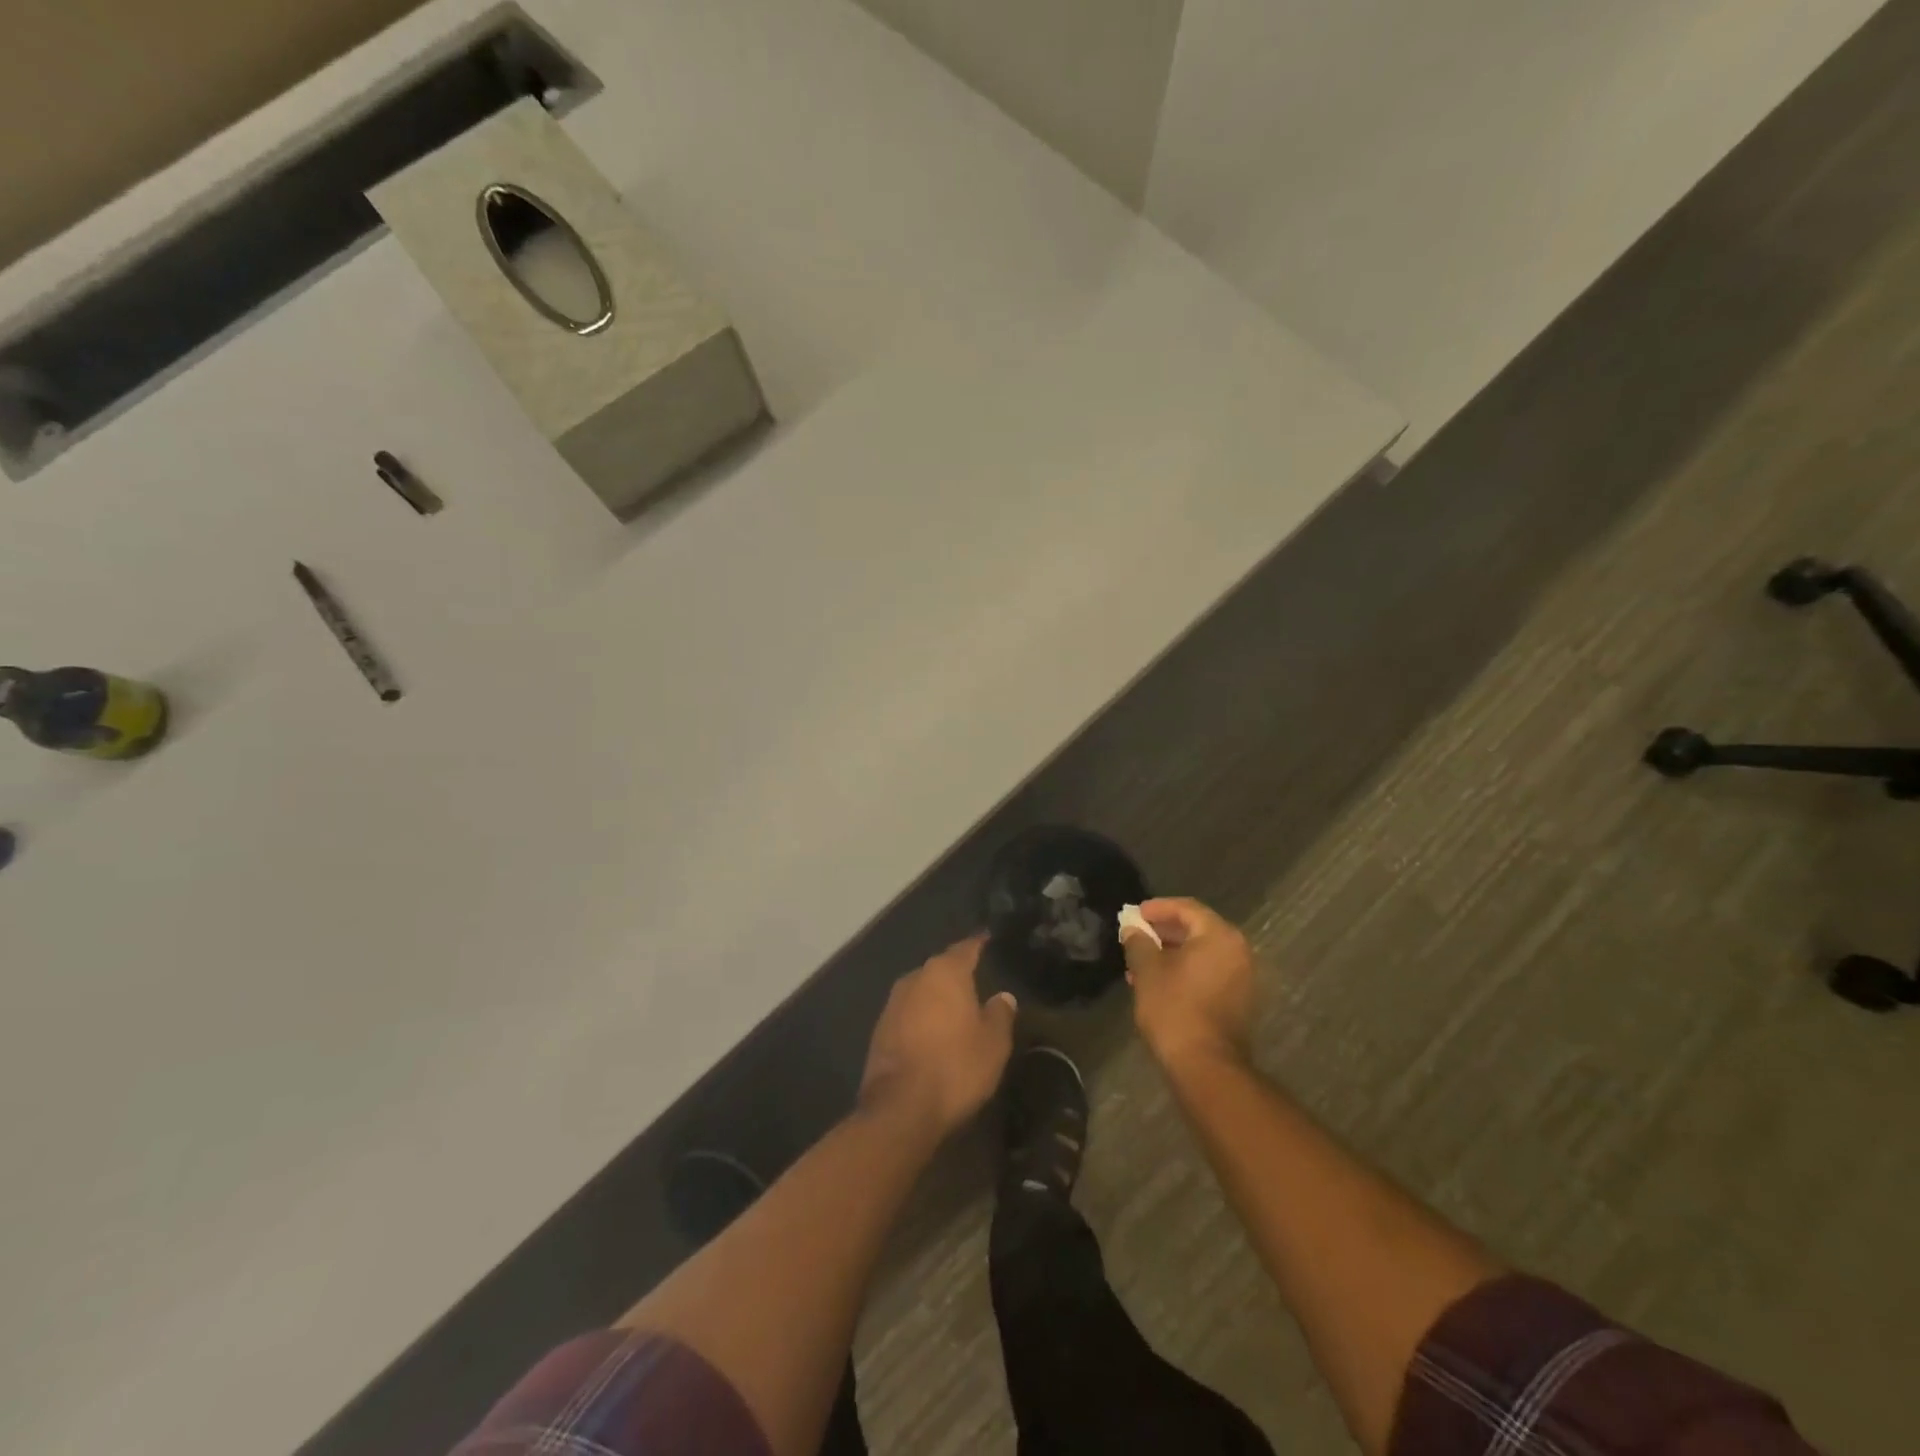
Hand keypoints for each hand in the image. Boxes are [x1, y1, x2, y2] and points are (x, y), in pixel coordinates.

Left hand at [859, 936, 1017, 1135]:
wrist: (900, 1108)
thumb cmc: (955, 1066)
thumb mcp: (993, 1043)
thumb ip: (1000, 1014)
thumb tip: (1003, 996)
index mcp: (944, 972)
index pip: (965, 948)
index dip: (978, 944)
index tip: (988, 939)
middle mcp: (915, 978)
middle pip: (940, 968)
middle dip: (956, 974)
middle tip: (977, 981)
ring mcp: (892, 1004)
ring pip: (922, 991)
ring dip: (937, 998)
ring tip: (956, 1009)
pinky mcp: (879, 1030)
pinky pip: (908, 1014)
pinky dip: (922, 1019)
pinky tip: (933, 1034)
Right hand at [1122, 898, 1255, 1071]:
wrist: (1205, 1066)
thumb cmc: (1175, 1008)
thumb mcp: (1148, 970)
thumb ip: (1139, 942)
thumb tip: (1133, 929)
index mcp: (1219, 936)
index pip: (1187, 908)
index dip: (1158, 908)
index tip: (1135, 914)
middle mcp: (1238, 952)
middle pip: (1197, 929)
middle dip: (1163, 932)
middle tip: (1137, 936)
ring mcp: (1242, 978)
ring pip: (1201, 953)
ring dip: (1172, 953)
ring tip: (1141, 962)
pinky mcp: (1238, 1001)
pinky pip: (1209, 973)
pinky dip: (1185, 971)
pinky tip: (1159, 983)